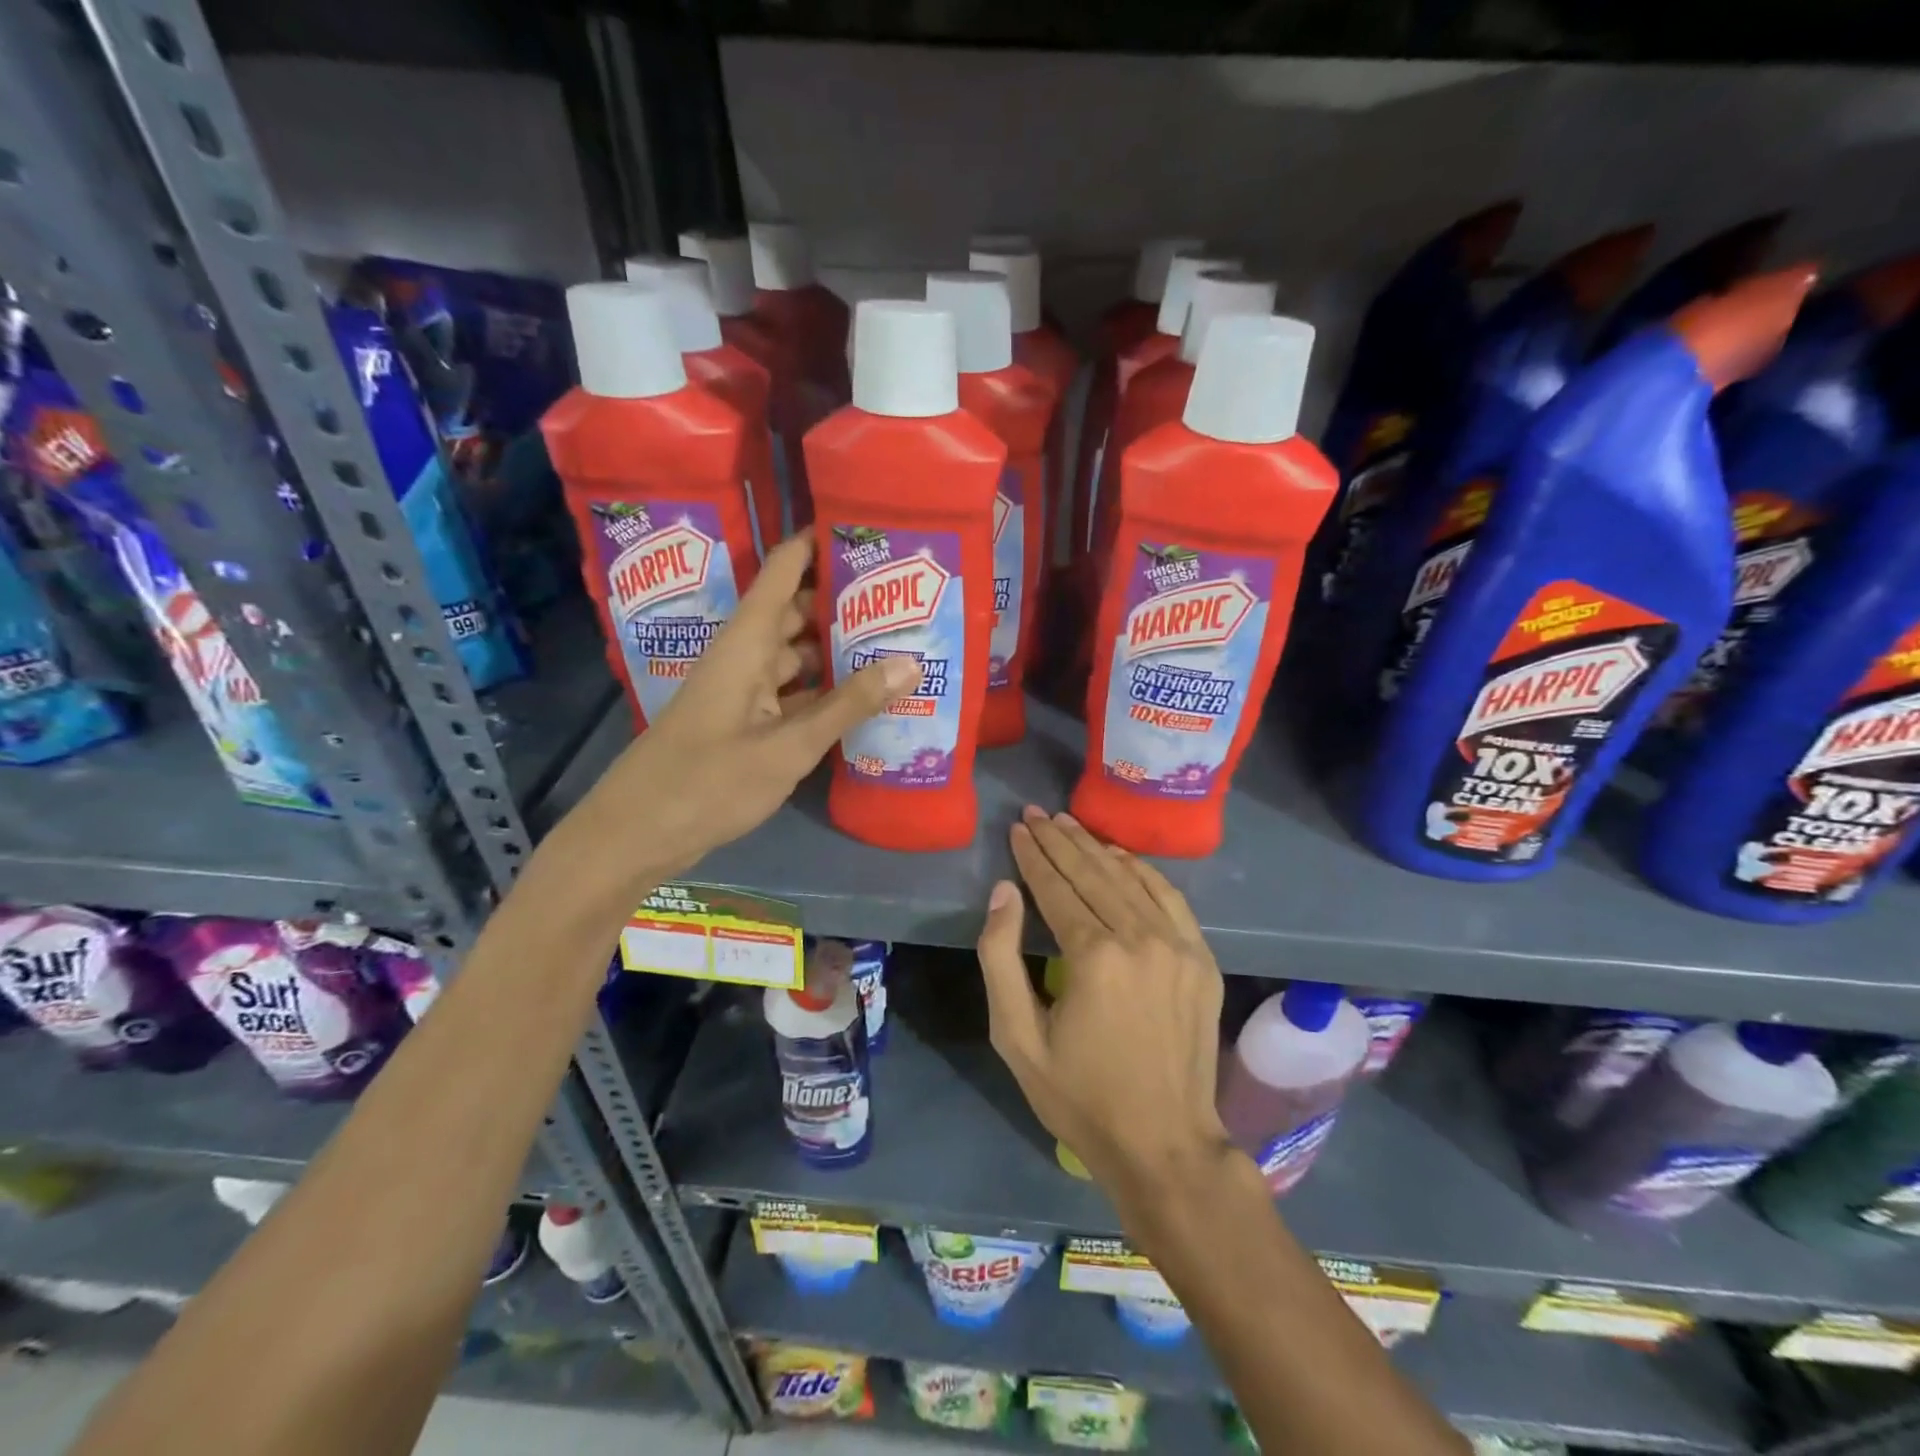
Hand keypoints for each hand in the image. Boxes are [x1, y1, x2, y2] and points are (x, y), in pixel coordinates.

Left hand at [571, 530, 919, 878]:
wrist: (637, 835)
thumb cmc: (708, 783)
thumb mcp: (788, 746)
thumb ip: (848, 705)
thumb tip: (910, 662)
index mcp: (746, 642)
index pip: (784, 569)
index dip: (819, 542)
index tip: (869, 529)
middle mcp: (745, 656)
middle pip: (798, 612)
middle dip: (845, 603)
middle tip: (905, 599)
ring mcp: (744, 691)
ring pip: (798, 655)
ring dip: (839, 651)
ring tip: (898, 644)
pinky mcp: (746, 723)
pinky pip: (793, 693)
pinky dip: (825, 692)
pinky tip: (864, 700)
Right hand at [977, 807, 1232, 1197]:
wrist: (1164, 1144)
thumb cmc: (1079, 1096)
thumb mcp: (1017, 1037)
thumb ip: (1000, 958)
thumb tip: (1003, 892)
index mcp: (1093, 956)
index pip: (1056, 887)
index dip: (1033, 855)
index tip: (1018, 828)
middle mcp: (1140, 938)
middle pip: (1093, 873)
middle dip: (1060, 840)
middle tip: (1037, 813)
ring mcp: (1178, 946)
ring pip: (1130, 878)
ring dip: (1096, 847)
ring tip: (1069, 825)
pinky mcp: (1202, 959)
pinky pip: (1170, 898)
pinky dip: (1143, 871)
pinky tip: (1121, 856)